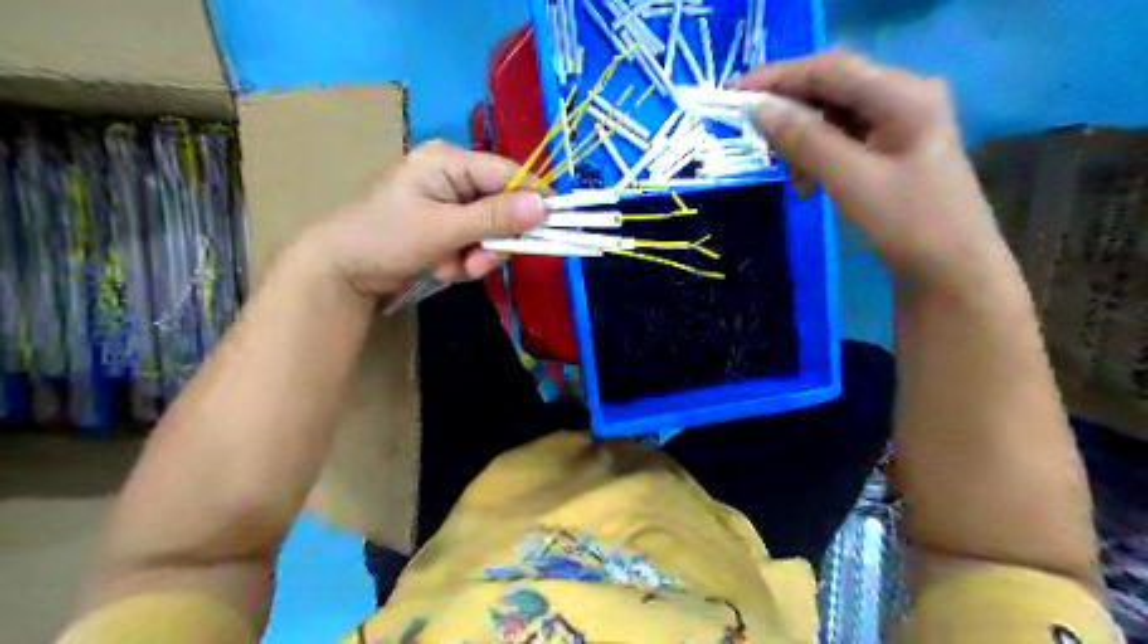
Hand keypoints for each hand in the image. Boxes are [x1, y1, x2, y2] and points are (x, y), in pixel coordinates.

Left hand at [304, 140, 546, 299]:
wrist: (340, 272)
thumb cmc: (384, 238)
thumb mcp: (442, 229)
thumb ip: (494, 218)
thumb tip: (544, 206)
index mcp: (449, 161)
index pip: (509, 173)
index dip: (532, 201)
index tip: (549, 229)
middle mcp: (454, 177)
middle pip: (503, 207)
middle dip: (491, 242)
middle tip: (474, 264)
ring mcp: (451, 204)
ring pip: (492, 232)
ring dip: (476, 257)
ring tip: (447, 268)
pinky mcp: (448, 227)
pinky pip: (476, 245)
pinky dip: (463, 263)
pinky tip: (440, 268)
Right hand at [734, 51, 1011, 295]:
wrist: (952, 272)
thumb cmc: (909, 224)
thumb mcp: (851, 180)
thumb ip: (804, 140)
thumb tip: (758, 110)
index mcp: (903, 95)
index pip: (830, 69)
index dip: (778, 77)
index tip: (734, 95)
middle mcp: (902, 98)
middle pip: (831, 89)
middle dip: (789, 113)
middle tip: (753, 139)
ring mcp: (898, 124)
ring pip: (832, 117)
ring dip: (801, 142)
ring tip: (790, 179)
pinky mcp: (890, 150)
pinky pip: (841, 140)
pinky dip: (817, 157)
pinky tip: (807, 185)